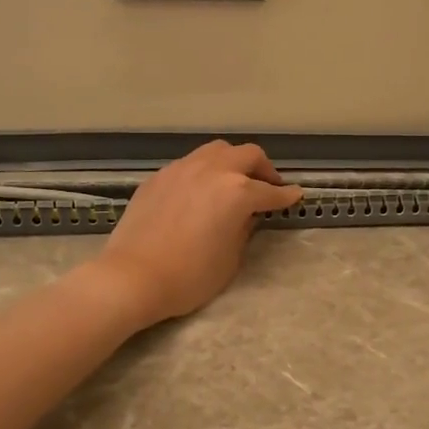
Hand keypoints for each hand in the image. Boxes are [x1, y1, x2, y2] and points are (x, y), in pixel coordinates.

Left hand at [91, 140, 302, 326]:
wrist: (133, 277)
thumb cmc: (189, 277)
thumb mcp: (230, 258)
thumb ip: (244, 229)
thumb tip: (247, 215)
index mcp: (236, 192)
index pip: (269, 191)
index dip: (285, 196)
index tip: (295, 196)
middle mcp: (212, 170)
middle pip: (247, 155)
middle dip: (263, 169)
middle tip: (268, 187)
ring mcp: (182, 169)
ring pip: (216, 151)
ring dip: (233, 162)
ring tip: (234, 181)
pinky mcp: (159, 177)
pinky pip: (190, 164)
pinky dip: (205, 171)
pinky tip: (201, 191)